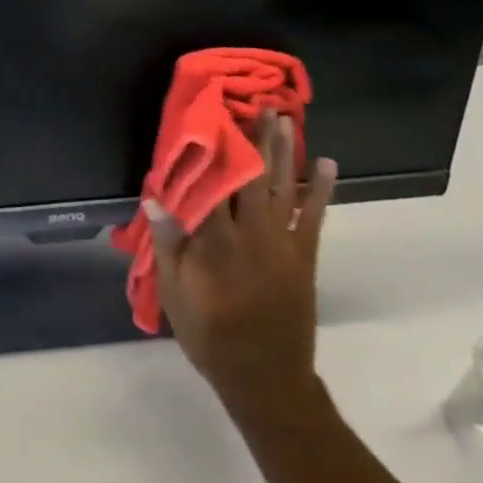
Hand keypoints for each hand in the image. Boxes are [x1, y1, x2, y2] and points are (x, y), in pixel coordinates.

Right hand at [148, 114, 338, 418]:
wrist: (266, 380)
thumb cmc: (212, 335)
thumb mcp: (176, 294)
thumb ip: (168, 243)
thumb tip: (156, 197)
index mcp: (216, 240)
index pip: (213, 182)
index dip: (213, 146)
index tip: (212, 114)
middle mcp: (252, 233)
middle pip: (252, 174)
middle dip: (253, 136)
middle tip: (256, 103)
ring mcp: (283, 243)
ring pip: (283, 186)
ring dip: (283, 149)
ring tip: (284, 117)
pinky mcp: (304, 257)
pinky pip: (315, 217)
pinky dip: (321, 189)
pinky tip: (325, 163)